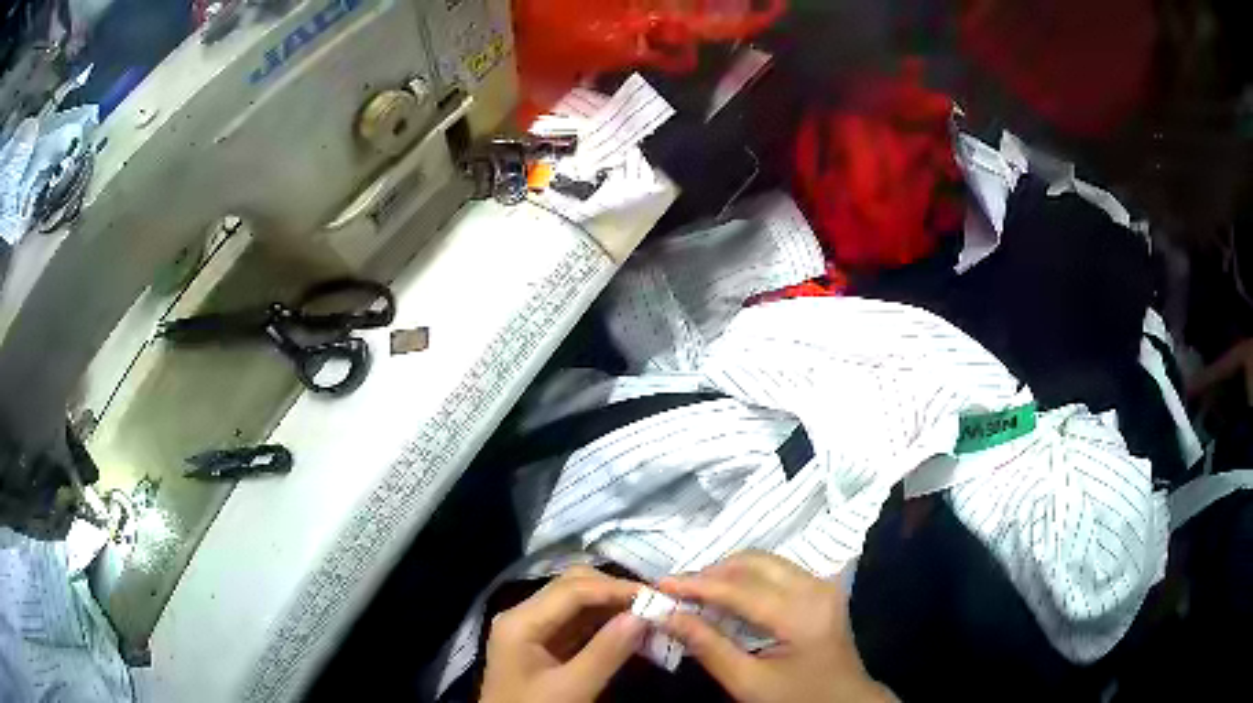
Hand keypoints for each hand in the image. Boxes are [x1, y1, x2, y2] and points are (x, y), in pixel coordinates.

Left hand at [480, 566, 646, 702]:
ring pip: (576, 603)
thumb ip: (606, 652)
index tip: (657, 596)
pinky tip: (629, 630)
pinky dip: (603, 624)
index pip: (573, 589)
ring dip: (611, 606)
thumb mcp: (572, 689)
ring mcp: (532, 630)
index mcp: (521, 621)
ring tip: (648, 614)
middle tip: (654, 603)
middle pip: (572, 587)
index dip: (616, 589)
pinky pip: (576, 624)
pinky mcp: (542, 646)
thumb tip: (643, 615)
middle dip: (614, 591)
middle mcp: (523, 616)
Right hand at [658, 551, 894, 702]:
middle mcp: (814, 588)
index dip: (695, 585)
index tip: (657, 586)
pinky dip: (746, 575)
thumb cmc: (796, 697)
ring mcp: (822, 584)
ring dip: (727, 570)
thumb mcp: (748, 683)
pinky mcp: (821, 587)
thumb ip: (708, 647)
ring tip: (695, 591)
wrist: (844, 701)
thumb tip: (666, 616)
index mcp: (800, 615)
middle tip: (675, 590)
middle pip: (753, 562)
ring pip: (765, 560)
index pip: (738, 589)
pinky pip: (777, 569)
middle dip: (710, 572)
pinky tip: (726, 592)